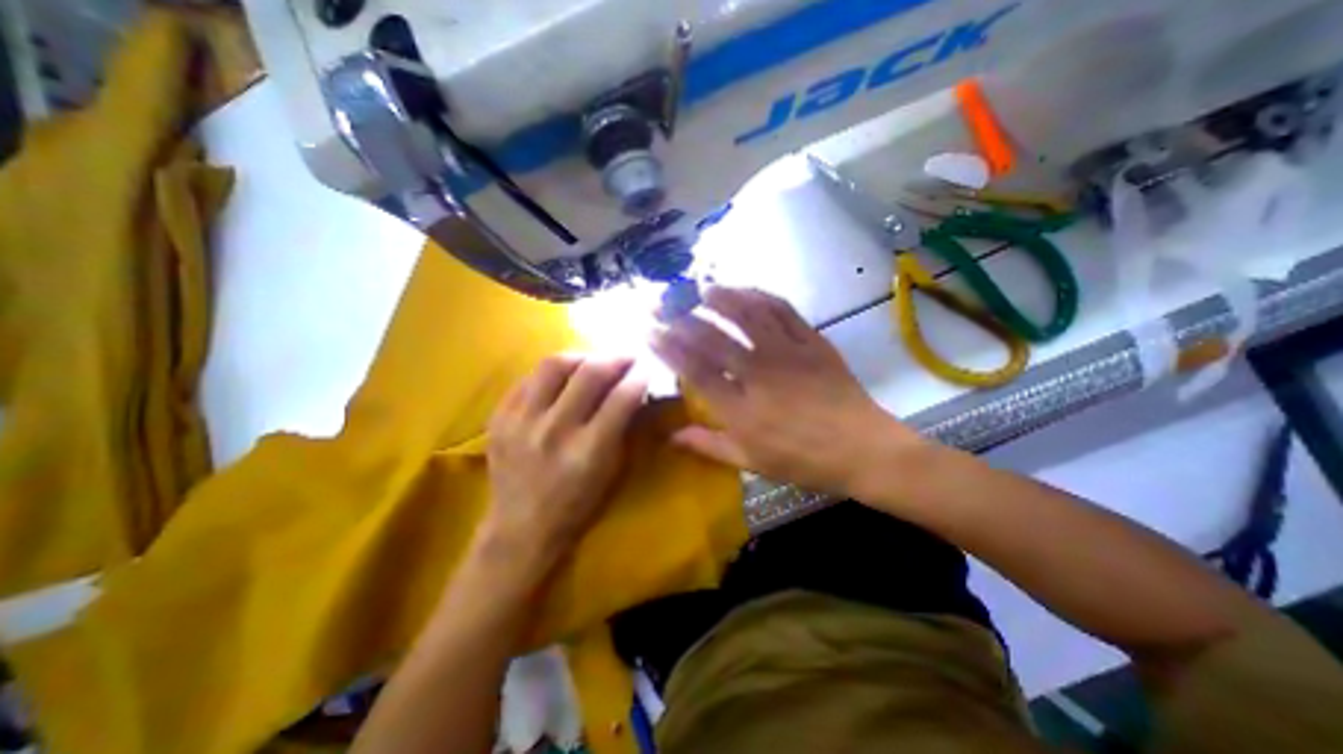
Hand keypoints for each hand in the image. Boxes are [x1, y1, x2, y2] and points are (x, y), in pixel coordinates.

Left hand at [483, 353, 649, 576]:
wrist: (520, 528)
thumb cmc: (576, 504)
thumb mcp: (611, 470)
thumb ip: (623, 427)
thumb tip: (634, 389)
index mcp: (588, 451)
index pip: (621, 398)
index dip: (639, 377)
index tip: (647, 368)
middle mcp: (554, 431)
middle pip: (589, 373)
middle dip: (614, 358)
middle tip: (625, 356)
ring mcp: (521, 422)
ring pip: (553, 365)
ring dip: (580, 357)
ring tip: (592, 360)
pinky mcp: (499, 418)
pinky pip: (527, 379)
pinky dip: (550, 374)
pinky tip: (561, 378)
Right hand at [652, 289, 923, 500]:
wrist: (862, 448)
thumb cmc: (803, 460)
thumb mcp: (751, 461)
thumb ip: (708, 445)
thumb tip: (671, 436)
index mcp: (740, 407)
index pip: (694, 369)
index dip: (668, 347)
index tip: (649, 331)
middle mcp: (759, 373)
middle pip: (712, 337)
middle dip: (681, 317)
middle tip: (662, 302)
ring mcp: (787, 352)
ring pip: (747, 314)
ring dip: (720, 298)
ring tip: (701, 288)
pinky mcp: (812, 341)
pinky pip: (783, 310)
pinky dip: (761, 296)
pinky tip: (746, 291)